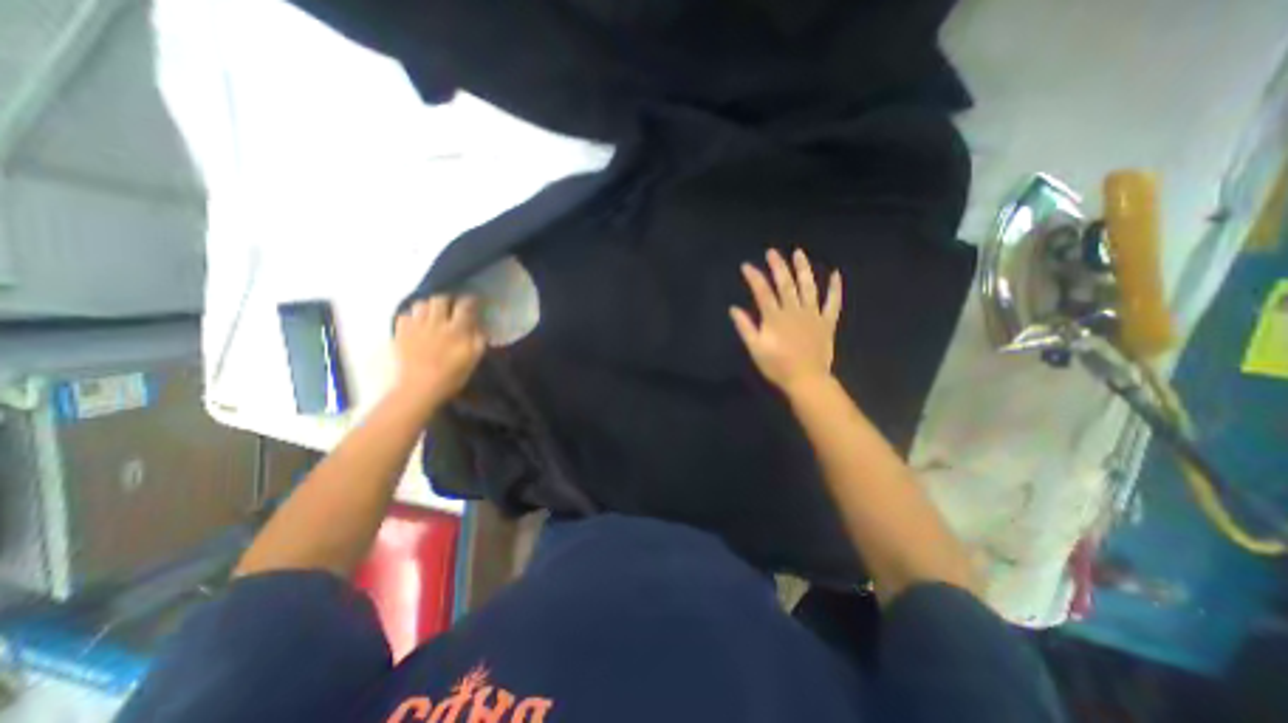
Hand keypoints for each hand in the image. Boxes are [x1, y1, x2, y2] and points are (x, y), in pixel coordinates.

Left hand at [394, 295, 487, 406]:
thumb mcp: (474, 358)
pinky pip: (405, 315)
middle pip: (440, 299)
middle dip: (447, 301)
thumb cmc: (452, 375)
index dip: (470, 301)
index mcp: (457, 329)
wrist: (420, 388)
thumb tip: (478, 326)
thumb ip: (479, 339)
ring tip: (432, 315)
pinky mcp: (401, 332)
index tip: (472, 302)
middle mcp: (436, 322)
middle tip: (451, 308)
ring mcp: (416, 326)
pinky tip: (416, 325)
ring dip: (429, 307)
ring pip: (421, 304)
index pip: (465, 306)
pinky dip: (412, 317)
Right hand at [733, 249, 845, 394]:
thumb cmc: (778, 366)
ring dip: (803, 269)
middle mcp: (794, 311)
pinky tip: (836, 274)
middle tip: (772, 252)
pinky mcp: (827, 322)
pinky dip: (835, 288)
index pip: (763, 292)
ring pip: (808, 287)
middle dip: (778, 266)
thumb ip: (745, 328)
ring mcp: (813, 315)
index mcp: (775, 318)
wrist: (807, 380)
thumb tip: (733, 309)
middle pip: (785, 284)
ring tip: (799, 253)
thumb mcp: (756, 349)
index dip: (754, 277)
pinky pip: (833, 302)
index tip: (747, 265)